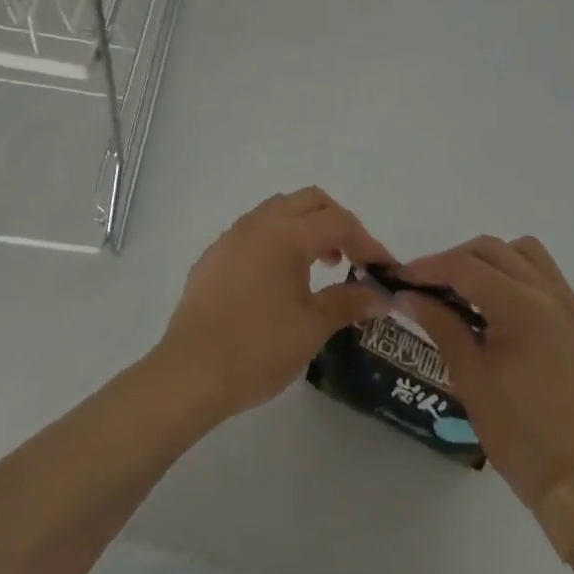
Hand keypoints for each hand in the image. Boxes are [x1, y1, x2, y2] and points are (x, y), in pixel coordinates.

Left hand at [154, 187, 392, 423]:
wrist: (190, 373)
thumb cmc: (258, 349)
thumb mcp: (312, 328)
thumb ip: (348, 302)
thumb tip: (380, 294)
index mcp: (287, 234)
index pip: (338, 221)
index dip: (367, 242)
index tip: (382, 269)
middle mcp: (260, 222)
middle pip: (310, 201)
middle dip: (337, 222)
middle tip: (351, 258)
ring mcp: (233, 235)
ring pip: (279, 210)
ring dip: (306, 227)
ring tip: (318, 267)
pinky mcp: (214, 254)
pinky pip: (255, 230)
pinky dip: (278, 240)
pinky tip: (278, 280)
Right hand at [400, 236, 573, 516]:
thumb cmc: (520, 436)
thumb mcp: (470, 378)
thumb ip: (440, 324)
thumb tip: (408, 295)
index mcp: (521, 307)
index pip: (465, 267)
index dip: (429, 268)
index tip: (402, 277)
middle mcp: (550, 294)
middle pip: (493, 250)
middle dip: (456, 260)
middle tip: (430, 285)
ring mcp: (573, 306)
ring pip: (525, 252)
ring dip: (493, 260)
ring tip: (471, 290)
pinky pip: (548, 278)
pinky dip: (520, 277)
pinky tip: (505, 309)